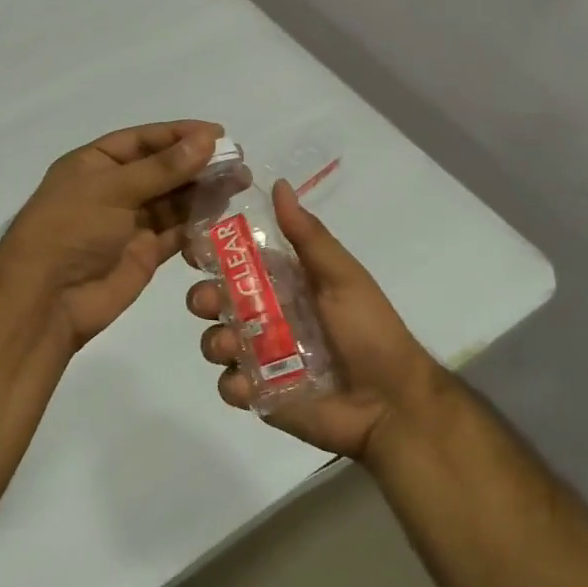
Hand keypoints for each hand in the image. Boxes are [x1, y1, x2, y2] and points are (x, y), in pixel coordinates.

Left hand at [0, 121, 222, 352]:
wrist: (46, 300)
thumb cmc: (70, 230)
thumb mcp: (112, 190)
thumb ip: (163, 168)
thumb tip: (207, 140)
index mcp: (95, 163)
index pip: (143, 140)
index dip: (179, 134)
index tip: (218, 133)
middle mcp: (114, 189)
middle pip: (163, 169)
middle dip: (198, 163)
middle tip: (239, 161)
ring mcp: (130, 222)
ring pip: (174, 200)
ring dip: (203, 191)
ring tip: (240, 182)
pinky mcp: (145, 253)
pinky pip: (177, 231)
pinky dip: (198, 222)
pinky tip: (224, 212)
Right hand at [188, 180, 445, 461]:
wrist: (392, 402)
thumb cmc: (369, 331)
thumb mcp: (342, 276)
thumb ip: (307, 236)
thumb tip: (278, 184)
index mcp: (285, 285)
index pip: (238, 263)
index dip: (213, 254)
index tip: (195, 250)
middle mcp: (267, 317)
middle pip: (218, 301)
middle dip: (205, 298)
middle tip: (210, 303)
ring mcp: (261, 358)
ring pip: (216, 341)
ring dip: (215, 340)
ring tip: (232, 346)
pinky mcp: (261, 396)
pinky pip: (230, 386)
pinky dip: (233, 384)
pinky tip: (249, 384)